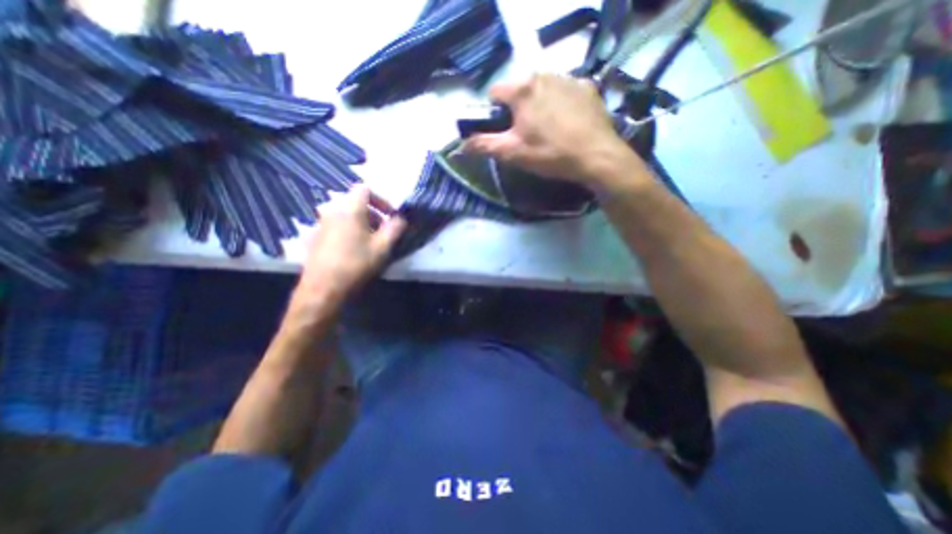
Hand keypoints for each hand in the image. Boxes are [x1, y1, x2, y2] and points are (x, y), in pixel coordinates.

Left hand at [280, 183, 402, 333]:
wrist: (323, 288)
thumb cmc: (356, 264)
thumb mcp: (383, 247)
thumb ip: (395, 228)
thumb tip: (401, 218)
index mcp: (350, 209)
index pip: (365, 188)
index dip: (381, 199)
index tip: (390, 215)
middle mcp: (332, 210)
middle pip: (355, 202)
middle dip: (373, 213)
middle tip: (383, 231)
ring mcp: (320, 223)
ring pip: (345, 215)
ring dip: (361, 223)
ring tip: (370, 242)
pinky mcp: (314, 237)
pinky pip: (335, 226)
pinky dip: (348, 230)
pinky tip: (352, 250)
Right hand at [461, 74, 639, 185]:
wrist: (596, 157)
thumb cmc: (550, 154)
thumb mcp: (512, 153)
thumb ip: (484, 146)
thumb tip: (461, 145)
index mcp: (523, 90)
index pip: (495, 93)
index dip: (493, 112)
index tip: (502, 129)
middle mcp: (544, 75)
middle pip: (520, 90)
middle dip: (518, 109)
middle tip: (527, 134)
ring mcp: (568, 78)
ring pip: (542, 89)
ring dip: (539, 105)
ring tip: (549, 129)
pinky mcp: (587, 87)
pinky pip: (565, 91)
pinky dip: (561, 103)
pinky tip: (568, 122)